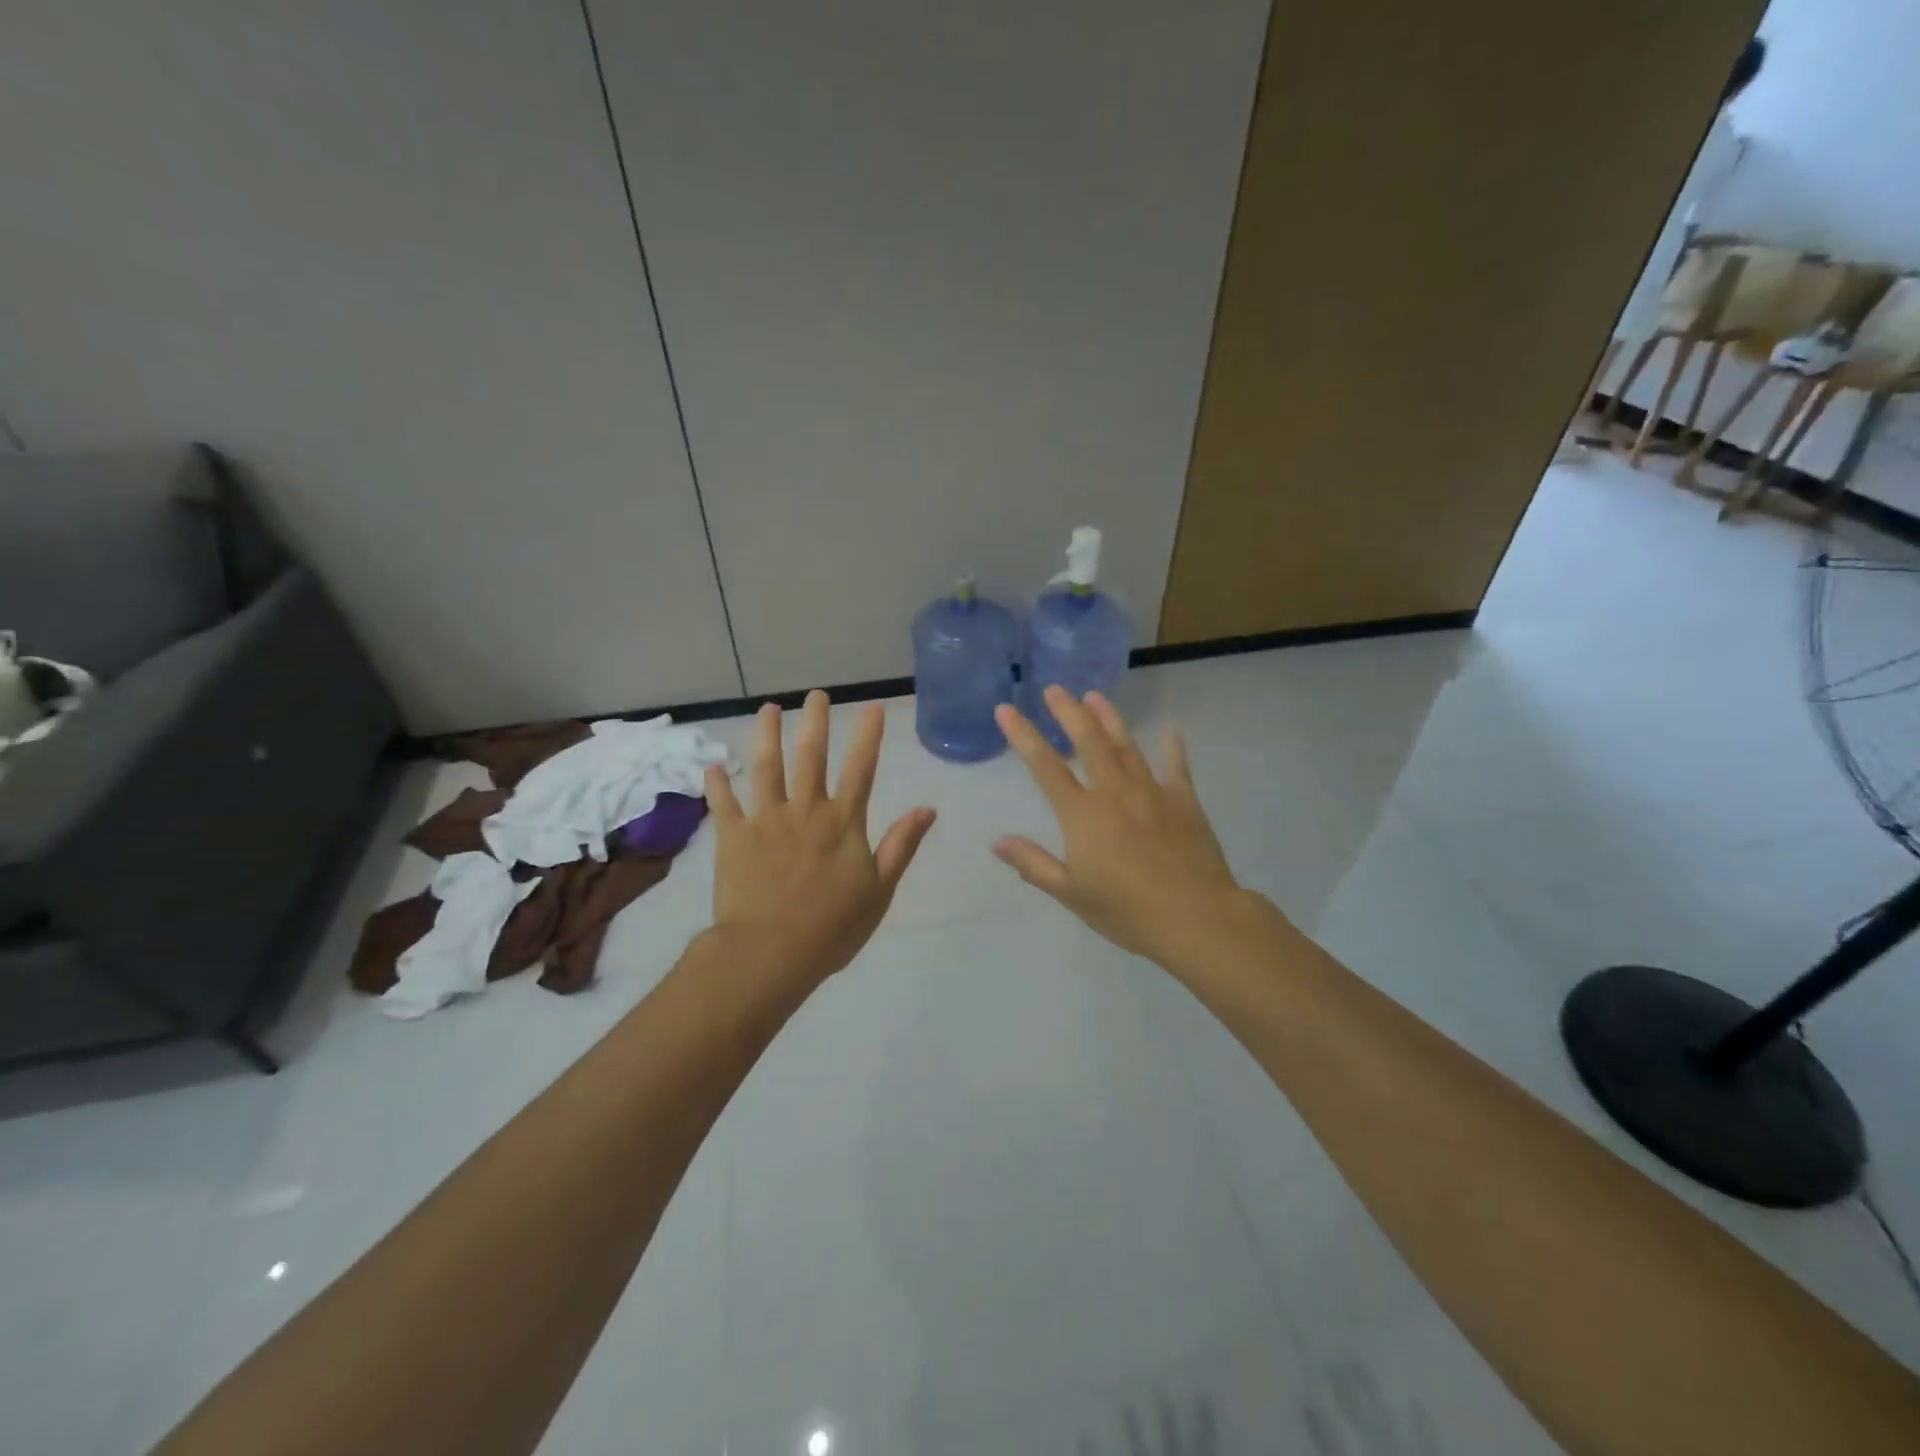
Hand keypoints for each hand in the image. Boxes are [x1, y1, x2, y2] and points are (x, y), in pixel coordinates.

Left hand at [705, 690, 935, 987]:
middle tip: (816, 694)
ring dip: (767, 735)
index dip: (868, 736)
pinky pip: (725, 804)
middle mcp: (805, 810)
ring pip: (767, 768)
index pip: (861, 769)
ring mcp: (766, 820)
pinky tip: (713, 765)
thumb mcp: (880, 890)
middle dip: (815, 722)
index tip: (872, 707)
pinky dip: (718, 784)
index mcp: (842, 822)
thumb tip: (928, 809)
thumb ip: (901, 846)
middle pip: (811, 756)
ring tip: (767, 708)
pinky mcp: (733, 837)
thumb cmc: (832, 927)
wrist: (770, 952)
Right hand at [994, 687, 1244, 972]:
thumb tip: (998, 841)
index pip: (1045, 766)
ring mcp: (1152, 793)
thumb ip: (1033, 864)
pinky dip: (1173, 747)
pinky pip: (1176, 767)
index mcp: (1083, 814)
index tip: (1006, 709)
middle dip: (1069, 712)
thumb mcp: (1071, 893)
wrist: (1196, 917)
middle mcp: (1115, 792)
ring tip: (1095, 696)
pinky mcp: (1184, 802)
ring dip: (1109, 719)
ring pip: (1126, 746)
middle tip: (1056, 688)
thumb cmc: (1127, 910)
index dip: (1023, 735)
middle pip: (1089, 741)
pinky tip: (1172, 729)